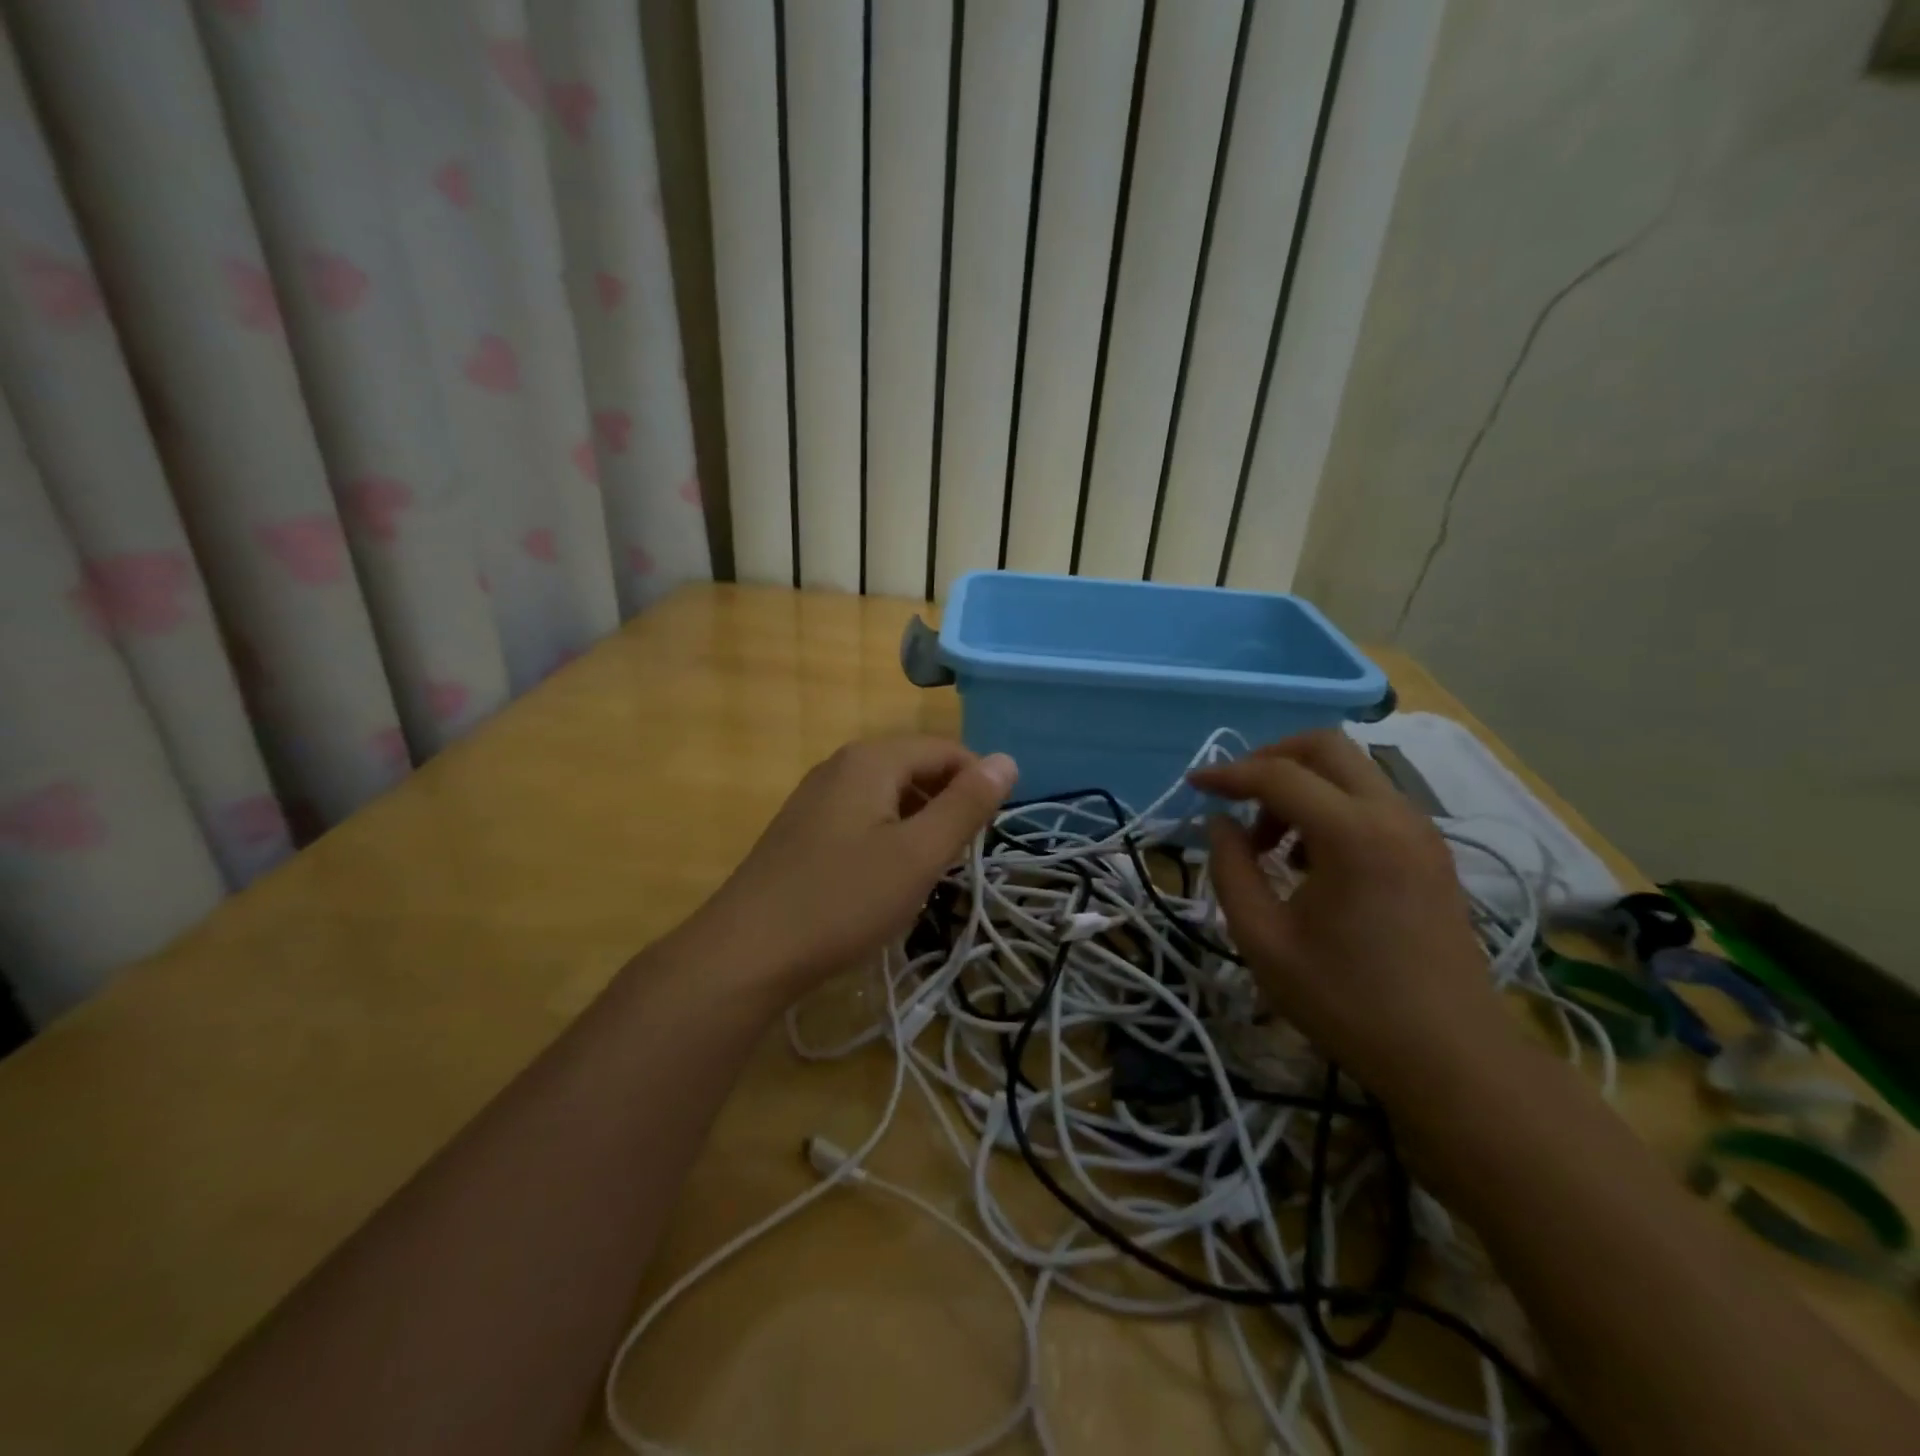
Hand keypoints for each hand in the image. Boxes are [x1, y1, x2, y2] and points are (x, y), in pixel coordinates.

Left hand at [694, 736, 1017, 997]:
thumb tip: (1008, 760)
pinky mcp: (803, 828)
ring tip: (929, 871)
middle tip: (961, 858)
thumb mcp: (919, 855)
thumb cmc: (843, 900)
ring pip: (889, 795)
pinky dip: (888, 837)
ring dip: (919, 824)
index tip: (990, 834)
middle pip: (915, 768)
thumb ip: (966, 805)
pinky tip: (886, 878)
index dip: (979, 784)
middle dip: (948, 804)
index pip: (946, 750)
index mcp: (871, 760)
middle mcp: (841, 765)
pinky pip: (862, 816)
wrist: (748, 951)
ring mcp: (816, 796)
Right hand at [1188, 731, 1512, 1100]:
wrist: (1451, 1058)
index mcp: (1353, 834)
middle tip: (1237, 799)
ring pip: (1351, 770)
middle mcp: (1393, 815)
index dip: (1228, 773)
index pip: (1278, 775)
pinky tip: (1311, 860)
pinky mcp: (1431, 851)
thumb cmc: (1347, 1002)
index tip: (1194, 785)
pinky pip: (1371, 800)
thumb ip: (1230, 870)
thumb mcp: (1263, 940)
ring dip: (1302, 786)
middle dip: (1270, 760)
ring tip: (1271, 844)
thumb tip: (1220, 824)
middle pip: (1325, 746)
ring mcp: (1420, 831)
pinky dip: (1331, 807)